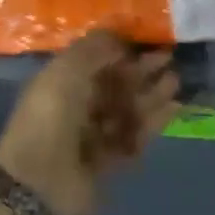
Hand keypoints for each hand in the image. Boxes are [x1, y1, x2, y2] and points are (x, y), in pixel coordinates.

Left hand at [0, 31, 178, 214]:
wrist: (39, 179)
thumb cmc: (51, 113)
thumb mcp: (69, 67)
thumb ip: (95, 48)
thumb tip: (120, 35)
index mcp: (63, 78)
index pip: (97, 60)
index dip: (121, 49)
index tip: (147, 40)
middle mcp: (78, 104)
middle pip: (115, 84)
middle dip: (141, 71)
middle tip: (169, 58)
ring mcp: (92, 135)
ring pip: (127, 109)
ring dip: (150, 94)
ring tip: (175, 81)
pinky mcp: (108, 163)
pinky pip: (134, 137)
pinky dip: (152, 122)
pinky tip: (173, 108)